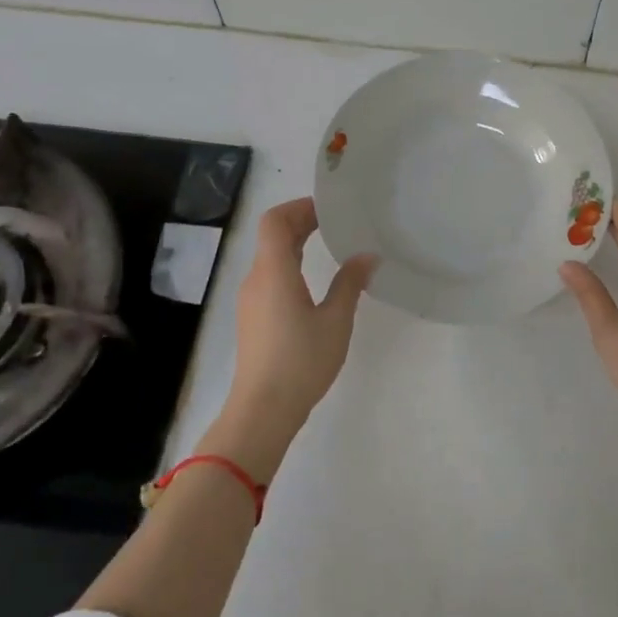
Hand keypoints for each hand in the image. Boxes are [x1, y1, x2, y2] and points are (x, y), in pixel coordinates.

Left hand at [210, 197, 376, 478]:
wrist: (263, 409)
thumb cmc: (302, 361)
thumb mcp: (335, 320)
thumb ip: (350, 283)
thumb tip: (366, 256)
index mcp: (274, 272)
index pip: (275, 221)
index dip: (299, 207)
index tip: (329, 208)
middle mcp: (257, 279)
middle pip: (272, 236)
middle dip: (301, 221)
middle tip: (336, 221)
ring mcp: (251, 300)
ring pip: (270, 257)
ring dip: (296, 243)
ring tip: (330, 244)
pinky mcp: (253, 318)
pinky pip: (270, 276)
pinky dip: (291, 264)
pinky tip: (315, 279)